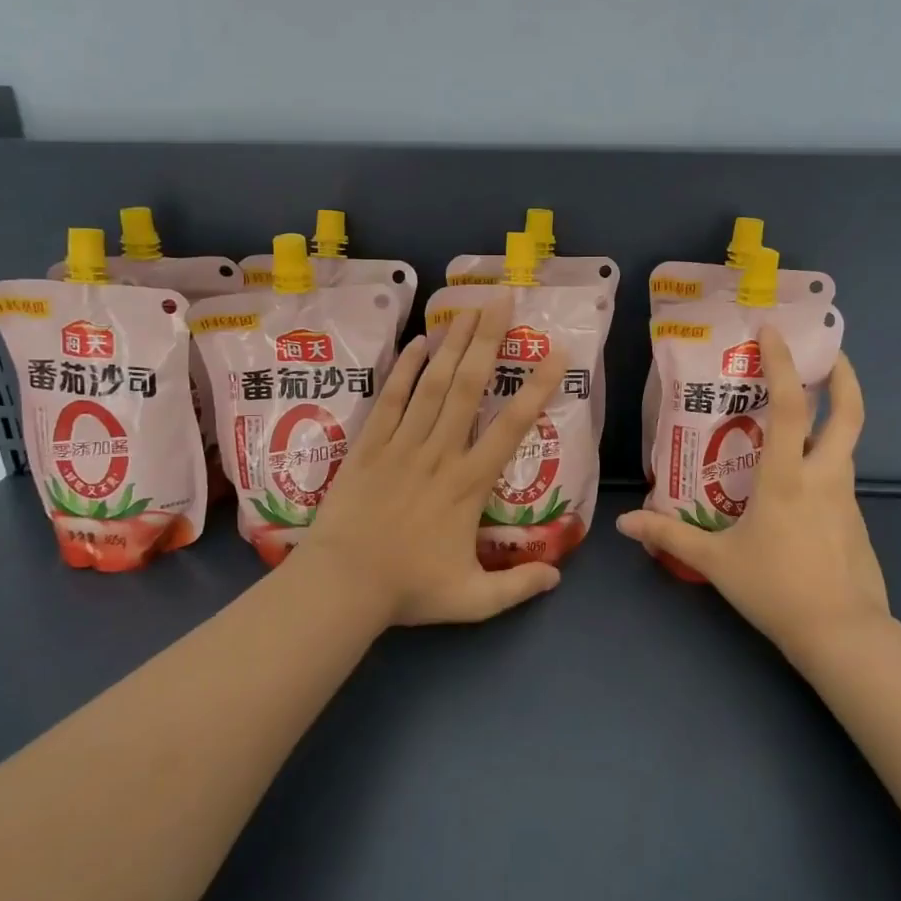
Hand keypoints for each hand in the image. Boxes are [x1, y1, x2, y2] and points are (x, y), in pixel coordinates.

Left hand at [293, 297, 567, 626]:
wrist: (341, 585)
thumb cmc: (408, 590)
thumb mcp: (472, 600)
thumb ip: (517, 588)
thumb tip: (558, 576)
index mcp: (469, 484)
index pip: (511, 427)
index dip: (536, 388)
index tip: (556, 352)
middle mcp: (439, 453)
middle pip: (469, 387)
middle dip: (489, 340)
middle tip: (504, 299)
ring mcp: (402, 445)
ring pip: (432, 384)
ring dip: (453, 344)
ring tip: (469, 307)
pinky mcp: (370, 446)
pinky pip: (390, 400)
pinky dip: (404, 370)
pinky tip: (417, 342)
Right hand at [615, 330, 889, 658]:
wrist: (843, 635)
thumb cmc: (776, 588)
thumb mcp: (716, 562)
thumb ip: (670, 535)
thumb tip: (625, 523)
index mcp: (788, 476)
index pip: (790, 405)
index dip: (783, 363)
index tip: (775, 332)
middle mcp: (824, 475)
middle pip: (849, 413)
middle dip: (843, 376)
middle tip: (828, 354)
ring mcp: (846, 497)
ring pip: (845, 445)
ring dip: (833, 418)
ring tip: (799, 416)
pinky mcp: (855, 520)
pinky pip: (839, 477)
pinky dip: (824, 460)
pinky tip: (799, 481)